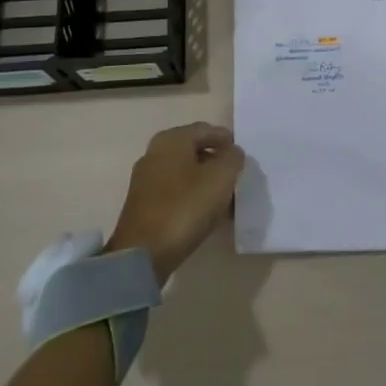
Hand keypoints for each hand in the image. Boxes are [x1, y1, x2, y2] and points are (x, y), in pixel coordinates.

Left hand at [107, 122, 245, 282]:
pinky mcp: (143, 205)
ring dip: (206, 183)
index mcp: (172, 139)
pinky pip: (175, 191)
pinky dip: (192, 197)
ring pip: (185, 172)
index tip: (243, 159)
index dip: (227, 141)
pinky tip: (205, 214)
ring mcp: (146, 179)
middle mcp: (155, 152)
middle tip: (236, 179)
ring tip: (225, 201)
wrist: (142, 255)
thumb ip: (233, 158)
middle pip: (195, 150)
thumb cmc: (184, 208)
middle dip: (217, 163)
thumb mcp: (220, 178)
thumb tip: (232, 153)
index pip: (207, 129)